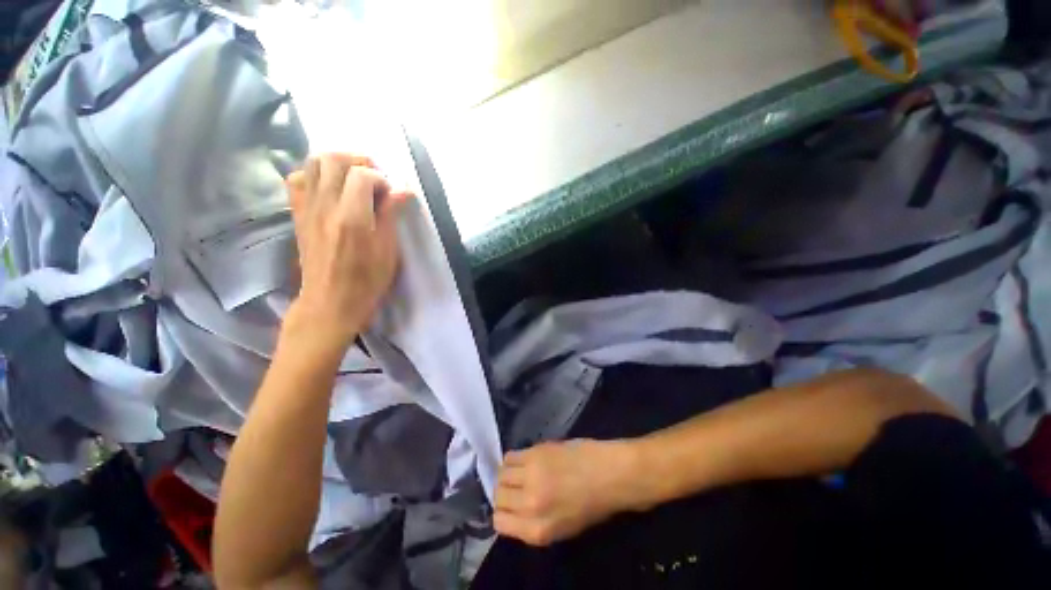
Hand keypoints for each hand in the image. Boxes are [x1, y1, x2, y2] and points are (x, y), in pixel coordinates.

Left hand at [284, 153, 412, 350]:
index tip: (391, 195)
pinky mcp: (298, 214)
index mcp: (353, 218)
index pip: (363, 175)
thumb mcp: (388, 251)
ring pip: (312, 163)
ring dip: (336, 163)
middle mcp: (325, 206)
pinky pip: (297, 179)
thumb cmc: (367, 280)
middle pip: (333, 159)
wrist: (330, 301)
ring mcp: (307, 208)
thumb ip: (391, 215)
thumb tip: (403, 189)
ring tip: (353, 178)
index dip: (381, 179)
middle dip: (358, 161)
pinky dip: (313, 175)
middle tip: (374, 177)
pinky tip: (329, 188)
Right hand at [494, 439, 642, 545]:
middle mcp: (530, 504)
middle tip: (516, 487)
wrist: (612, 474)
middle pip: (498, 496)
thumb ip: (534, 524)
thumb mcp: (563, 529)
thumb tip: (514, 510)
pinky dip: (513, 459)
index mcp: (538, 531)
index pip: (499, 523)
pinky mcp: (536, 452)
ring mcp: (532, 475)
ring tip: (520, 472)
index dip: (503, 513)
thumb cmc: (594, 505)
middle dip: (504, 493)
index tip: (511, 506)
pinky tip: (526, 460)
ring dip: (507, 474)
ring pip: (501, 474)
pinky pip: (510, 456)